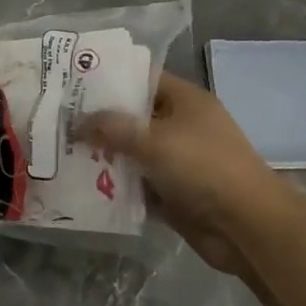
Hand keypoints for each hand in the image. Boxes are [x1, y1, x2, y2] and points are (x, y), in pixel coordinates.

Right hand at [77, 72, 283, 275]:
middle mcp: (181, 126)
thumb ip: (113, 128)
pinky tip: (83, 185)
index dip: (110, 80)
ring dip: (105, 156)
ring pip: (134, 153)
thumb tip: (77, 121)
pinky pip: (138, 184)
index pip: (142, 80)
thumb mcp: (154, 140)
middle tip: (59, 121)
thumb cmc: (203, 167)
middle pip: (134, 118)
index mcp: (185, 100)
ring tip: (62, 153)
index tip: (74, 83)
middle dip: (100, 121)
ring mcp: (178, 161)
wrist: (246, 225)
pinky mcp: (173, 193)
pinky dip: (117, 186)